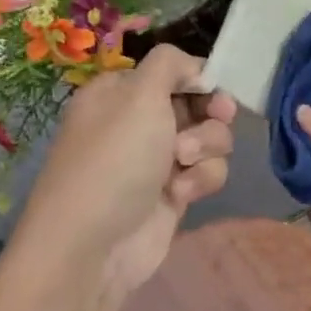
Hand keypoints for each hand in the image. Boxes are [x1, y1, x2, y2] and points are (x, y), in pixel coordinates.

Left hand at [16, 45, 237, 305]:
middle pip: (198, 103)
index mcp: (121, 92)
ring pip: (209, 138)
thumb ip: (170, 64)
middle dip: (209, 113)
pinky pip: (206, 172)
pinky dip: (200, 179)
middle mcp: (138, 122)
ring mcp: (156, 159)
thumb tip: (192, 68)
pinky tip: (180, 193)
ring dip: (206, 147)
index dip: (199, 77)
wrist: (92, 246)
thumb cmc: (114, 159)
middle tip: (217, 116)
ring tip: (183, 162)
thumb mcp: (138, 93)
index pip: (173, 71)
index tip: (214, 87)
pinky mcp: (173, 193)